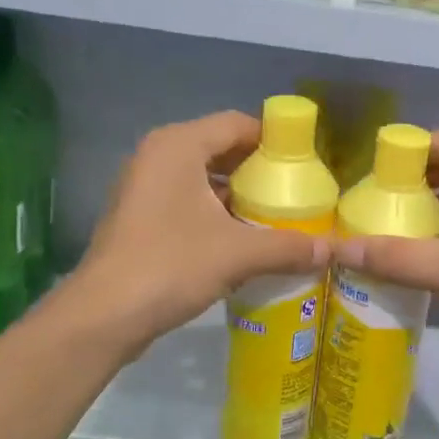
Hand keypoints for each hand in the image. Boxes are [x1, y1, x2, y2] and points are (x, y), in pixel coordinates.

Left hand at [70, 112, 328, 349]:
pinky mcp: (139, 218)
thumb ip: (288, 246)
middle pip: (220, 149)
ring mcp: (143, 187)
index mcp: (178, 145)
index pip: (237, 124)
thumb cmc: (171, 265)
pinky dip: (215, 215)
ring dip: (238, 197)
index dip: (274, 141)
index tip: (306, 165)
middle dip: (258, 172)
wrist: (105, 314)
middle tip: (296, 194)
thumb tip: (334, 250)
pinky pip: (187, 202)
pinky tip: (242, 241)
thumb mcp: (238, 253)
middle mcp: (157, 156)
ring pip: (203, 180)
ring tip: (276, 219)